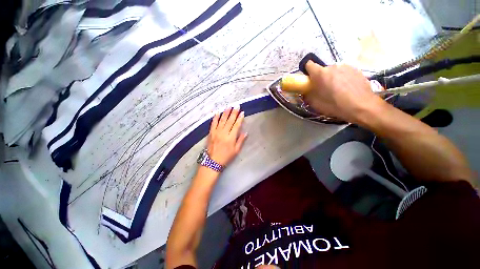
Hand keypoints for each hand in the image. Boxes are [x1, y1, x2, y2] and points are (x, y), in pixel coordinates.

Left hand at [207, 106, 246, 165]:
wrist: (213, 161)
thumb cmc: (226, 157)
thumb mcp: (236, 150)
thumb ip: (240, 140)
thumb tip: (245, 132)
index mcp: (231, 137)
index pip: (236, 125)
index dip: (240, 119)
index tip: (242, 113)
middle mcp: (224, 133)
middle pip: (229, 121)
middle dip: (234, 113)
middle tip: (236, 106)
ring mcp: (216, 132)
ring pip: (222, 120)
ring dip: (225, 113)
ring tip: (228, 107)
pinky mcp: (211, 133)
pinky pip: (213, 123)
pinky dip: (215, 117)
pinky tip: (217, 112)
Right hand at [303, 61, 383, 123]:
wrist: (361, 106)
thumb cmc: (335, 105)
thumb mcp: (315, 103)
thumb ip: (308, 94)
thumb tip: (307, 91)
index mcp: (320, 74)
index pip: (309, 64)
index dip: (308, 71)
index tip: (309, 79)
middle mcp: (333, 66)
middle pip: (323, 70)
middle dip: (321, 78)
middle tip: (324, 89)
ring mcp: (346, 67)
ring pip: (334, 71)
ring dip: (333, 77)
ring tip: (338, 89)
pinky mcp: (357, 70)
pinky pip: (345, 72)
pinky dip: (343, 78)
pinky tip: (347, 89)